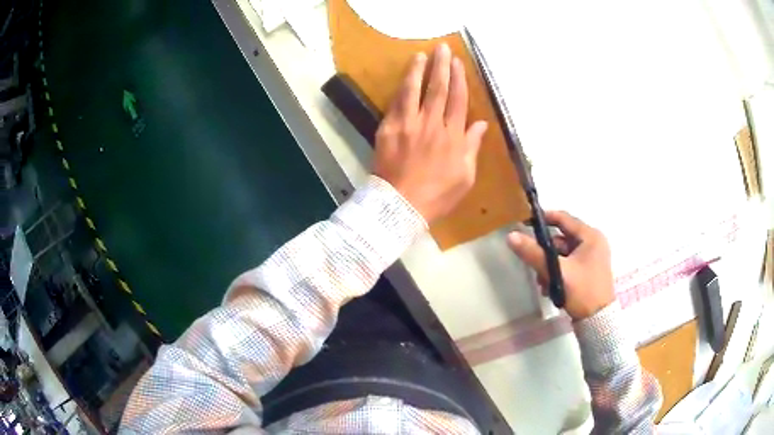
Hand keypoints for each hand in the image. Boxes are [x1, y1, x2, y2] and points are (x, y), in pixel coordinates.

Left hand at [372, 43, 487, 223]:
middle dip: (440, 66)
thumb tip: (481, 124)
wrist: (400, 206)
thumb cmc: (437, 195)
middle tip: (441, 48)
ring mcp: (408, 124)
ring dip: (417, 70)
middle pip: (437, 89)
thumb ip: (472, 147)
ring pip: (414, 90)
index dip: (459, 78)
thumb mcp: (465, 176)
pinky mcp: (388, 129)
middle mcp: (431, 124)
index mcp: (453, 136)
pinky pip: (396, 104)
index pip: (458, 99)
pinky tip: (404, 79)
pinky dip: (401, 89)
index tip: (457, 62)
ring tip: (420, 55)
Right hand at [507, 211, 615, 319]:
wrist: (597, 321)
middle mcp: (593, 243)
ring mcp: (592, 258)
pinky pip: (568, 265)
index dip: (543, 219)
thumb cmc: (582, 291)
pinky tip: (550, 288)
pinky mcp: (589, 271)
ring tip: (543, 283)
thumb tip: (511, 236)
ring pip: (563, 254)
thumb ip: (534, 253)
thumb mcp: (557, 272)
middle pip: (561, 239)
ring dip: (550, 266)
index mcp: (590, 236)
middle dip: (545, 253)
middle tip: (533, 265)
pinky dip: (558, 273)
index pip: (563, 218)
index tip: (524, 223)